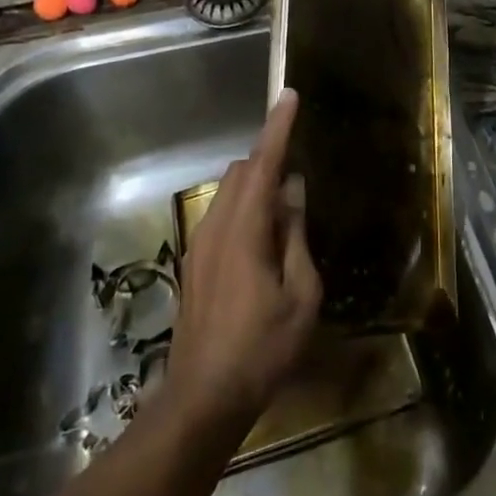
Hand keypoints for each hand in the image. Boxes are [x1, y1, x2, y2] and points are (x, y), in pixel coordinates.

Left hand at [165, 90, 322, 433]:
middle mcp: (216, 226)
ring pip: (228, 192)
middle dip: (268, 157)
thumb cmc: (262, 348)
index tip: (289, 96)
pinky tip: (264, 239)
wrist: (203, 398)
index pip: (262, 164)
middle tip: (299, 170)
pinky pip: (222, 215)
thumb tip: (292, 193)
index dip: (278, 128)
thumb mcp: (300, 295)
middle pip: (241, 171)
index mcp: (244, 230)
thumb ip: (296, 236)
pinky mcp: (194, 263)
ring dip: (256, 184)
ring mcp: (199, 245)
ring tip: (286, 208)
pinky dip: (245, 207)